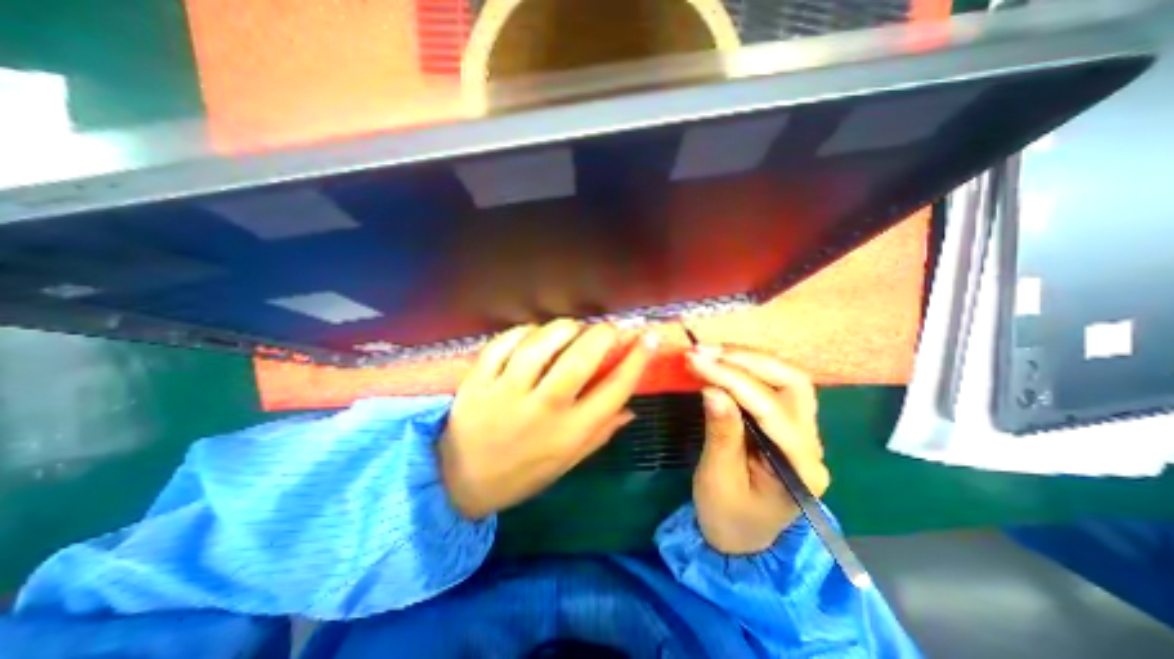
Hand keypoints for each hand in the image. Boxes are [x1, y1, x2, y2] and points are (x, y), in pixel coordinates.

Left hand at [444, 319, 659, 520]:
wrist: (460, 483)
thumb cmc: (522, 473)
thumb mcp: (567, 462)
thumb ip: (600, 434)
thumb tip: (631, 408)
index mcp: (569, 433)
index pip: (614, 390)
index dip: (637, 360)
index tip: (648, 338)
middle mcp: (542, 410)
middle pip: (580, 360)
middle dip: (603, 335)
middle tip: (610, 327)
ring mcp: (506, 393)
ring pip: (541, 345)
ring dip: (564, 328)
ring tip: (573, 329)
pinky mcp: (478, 381)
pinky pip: (504, 343)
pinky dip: (524, 331)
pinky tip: (534, 334)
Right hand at [684, 345, 829, 554]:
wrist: (741, 537)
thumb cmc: (728, 516)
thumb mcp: (718, 479)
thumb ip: (721, 433)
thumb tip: (712, 390)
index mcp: (799, 467)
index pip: (769, 408)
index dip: (731, 379)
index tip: (696, 360)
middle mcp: (811, 443)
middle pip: (793, 382)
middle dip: (747, 360)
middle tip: (705, 351)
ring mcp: (802, 431)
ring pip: (786, 378)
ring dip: (747, 358)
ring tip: (710, 352)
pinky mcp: (785, 423)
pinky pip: (772, 384)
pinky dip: (745, 367)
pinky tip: (722, 361)